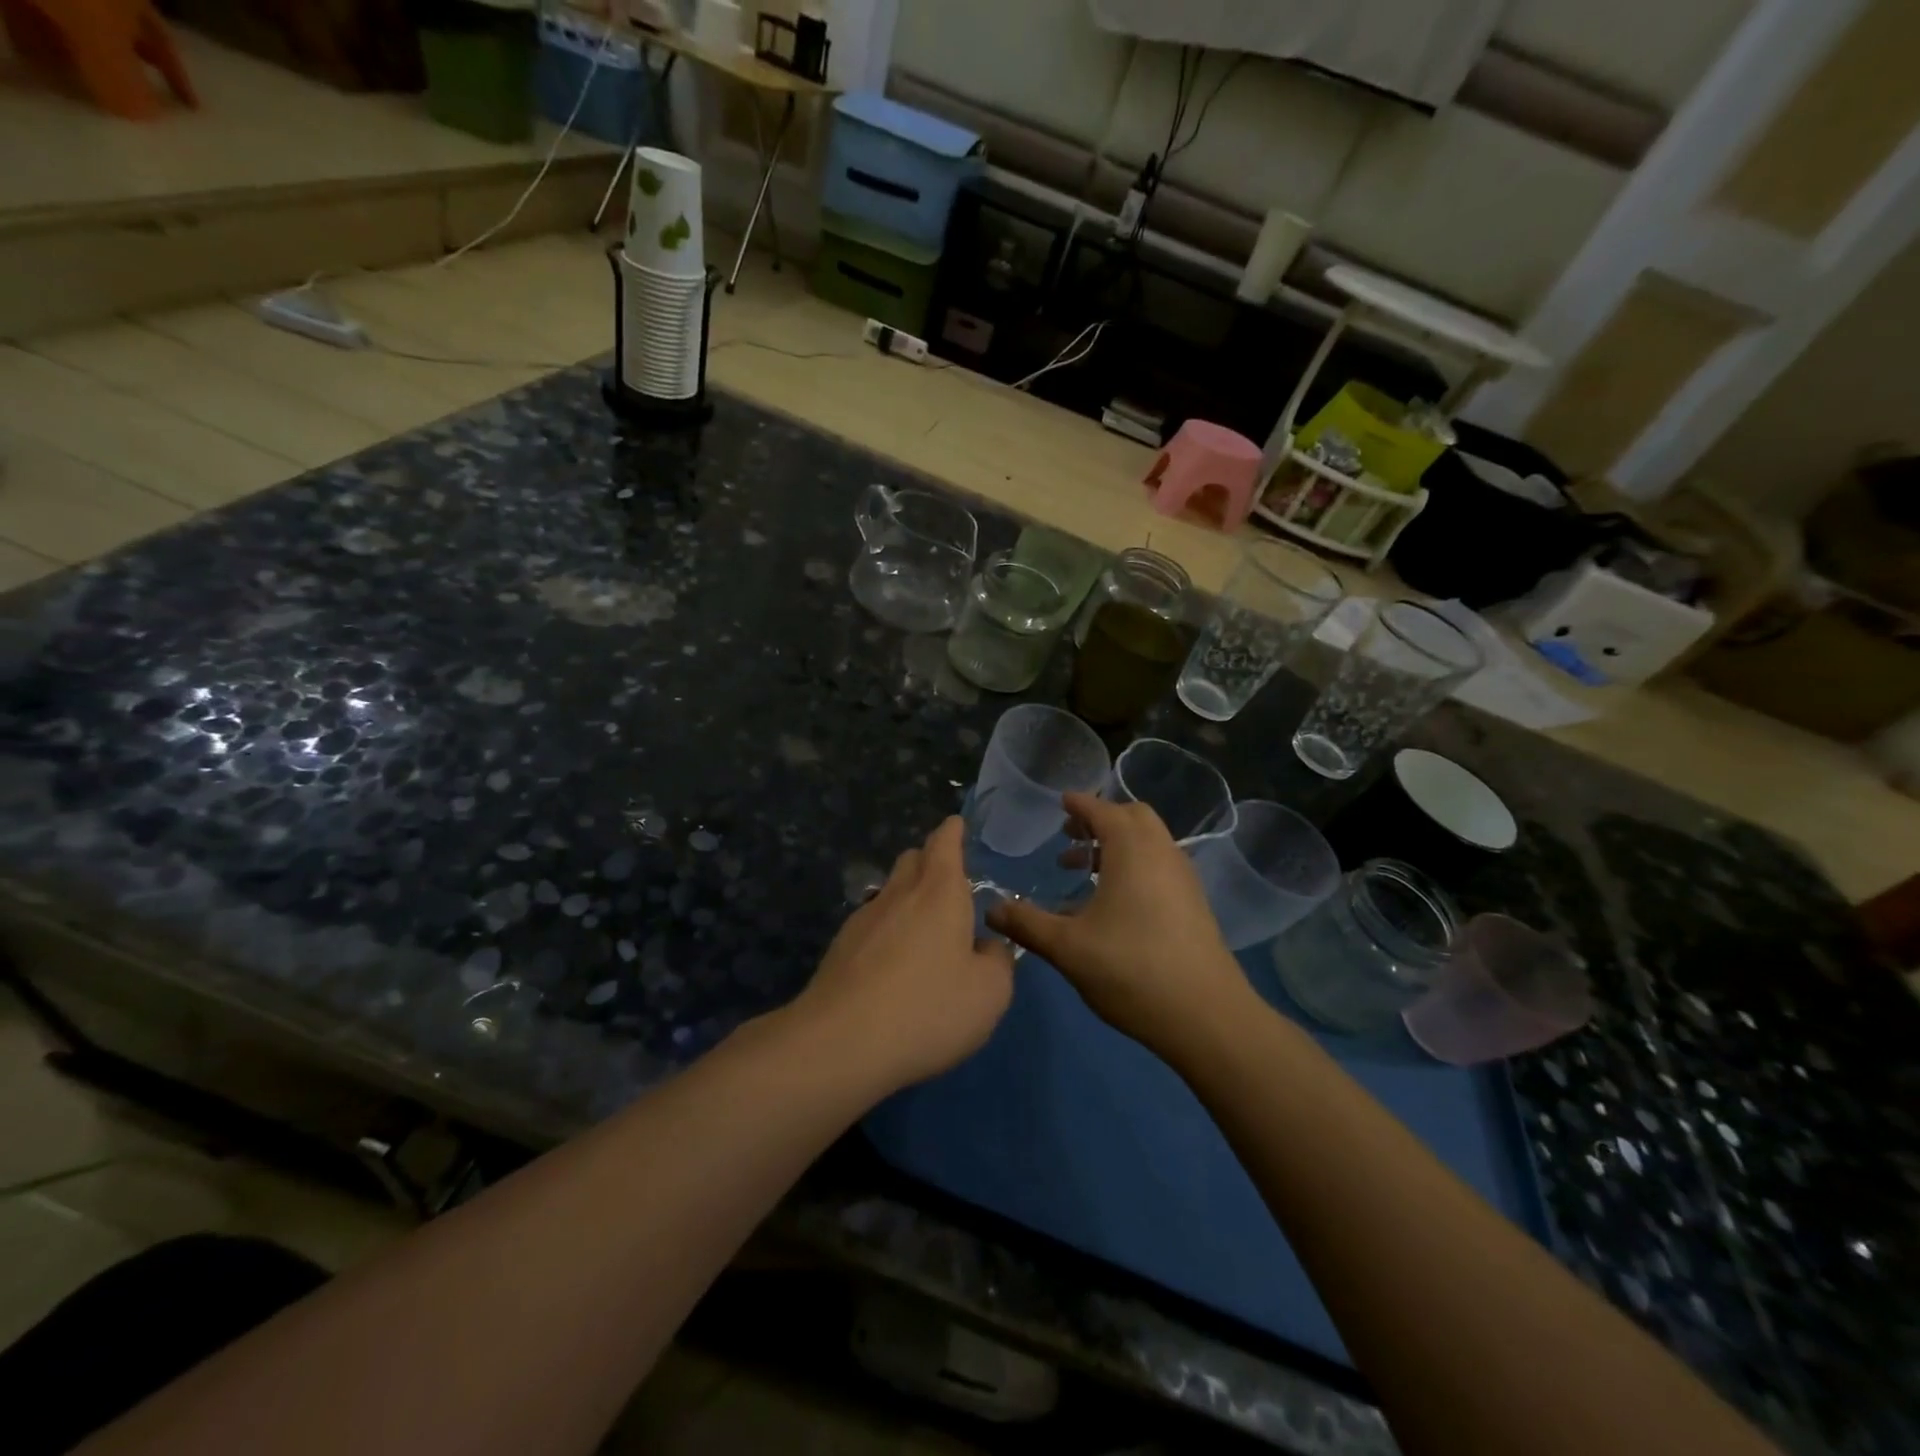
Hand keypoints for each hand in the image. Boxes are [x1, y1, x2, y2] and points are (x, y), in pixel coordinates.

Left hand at [795, 817, 1014, 1090]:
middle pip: (913, 859)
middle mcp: (900, 893)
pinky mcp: (840, 947)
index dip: (952, 831)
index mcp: (940, 892)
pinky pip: (872, 923)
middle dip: (931, 860)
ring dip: (908, 896)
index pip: (944, 843)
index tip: (956, 824)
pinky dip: (888, 929)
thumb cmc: (928, 1009)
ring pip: (890, 890)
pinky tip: (894, 961)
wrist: (841, 1042)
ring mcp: (864, 918)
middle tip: (949, 880)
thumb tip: (988, 947)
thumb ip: (998, 962)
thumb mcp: (989, 993)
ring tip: (925, 925)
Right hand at [986, 792, 1249, 1056]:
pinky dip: (1134, 864)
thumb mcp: (1068, 948)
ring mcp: (1183, 878)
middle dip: (1100, 820)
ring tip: (1082, 870)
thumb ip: (1026, 924)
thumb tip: (991, 910)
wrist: (1207, 1016)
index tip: (1060, 803)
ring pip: (1149, 842)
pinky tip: (1113, 902)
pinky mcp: (1194, 903)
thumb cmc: (1131, 970)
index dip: (1079, 804)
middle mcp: (1161, 853)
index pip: (1102, 810)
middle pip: (1133, 817)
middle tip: (1069, 836)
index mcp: (1132, 850)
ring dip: (1117, 845)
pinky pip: (1159, 865)